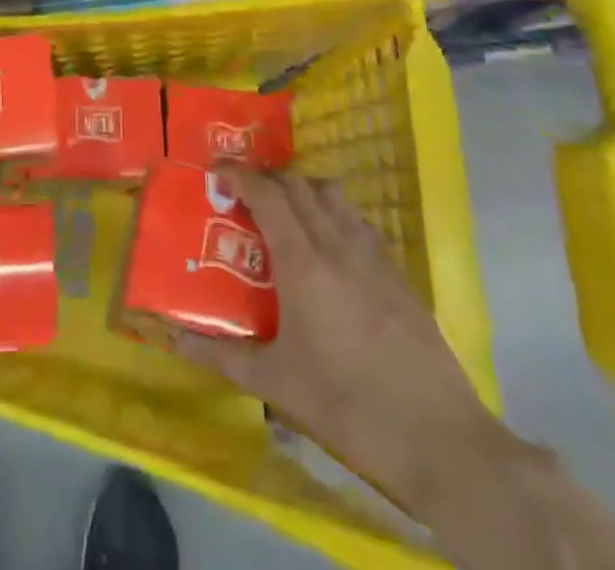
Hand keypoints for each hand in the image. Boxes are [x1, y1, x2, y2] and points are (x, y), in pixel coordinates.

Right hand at [174, 167, 514, 516]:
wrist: (440, 439)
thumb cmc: (348, 406)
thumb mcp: (277, 384)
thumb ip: (224, 356)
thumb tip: (175, 341)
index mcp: (303, 261)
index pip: (267, 193)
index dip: (239, 175)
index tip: (216, 174)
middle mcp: (337, 244)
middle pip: (298, 184)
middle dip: (267, 178)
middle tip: (244, 196)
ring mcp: (373, 256)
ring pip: (333, 196)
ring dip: (303, 190)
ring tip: (286, 215)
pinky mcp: (399, 275)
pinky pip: (358, 223)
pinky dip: (334, 216)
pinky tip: (329, 251)